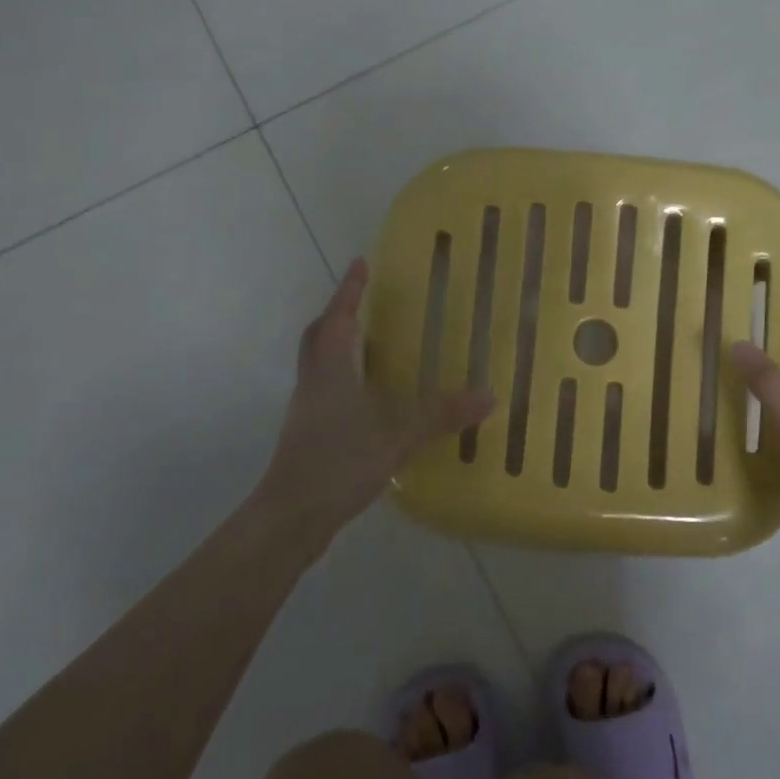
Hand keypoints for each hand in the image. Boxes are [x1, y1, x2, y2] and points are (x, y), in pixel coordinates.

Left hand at [257, 259, 493, 546]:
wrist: (291, 516)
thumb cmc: (338, 462)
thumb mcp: (397, 435)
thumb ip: (441, 414)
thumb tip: (489, 394)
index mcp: (331, 368)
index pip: (340, 316)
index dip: (350, 289)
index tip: (361, 262)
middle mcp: (315, 380)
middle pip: (320, 335)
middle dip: (340, 314)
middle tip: (364, 302)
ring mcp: (309, 408)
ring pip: (321, 362)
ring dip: (342, 345)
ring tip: (373, 343)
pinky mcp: (310, 433)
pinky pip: (328, 389)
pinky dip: (346, 378)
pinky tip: (372, 397)